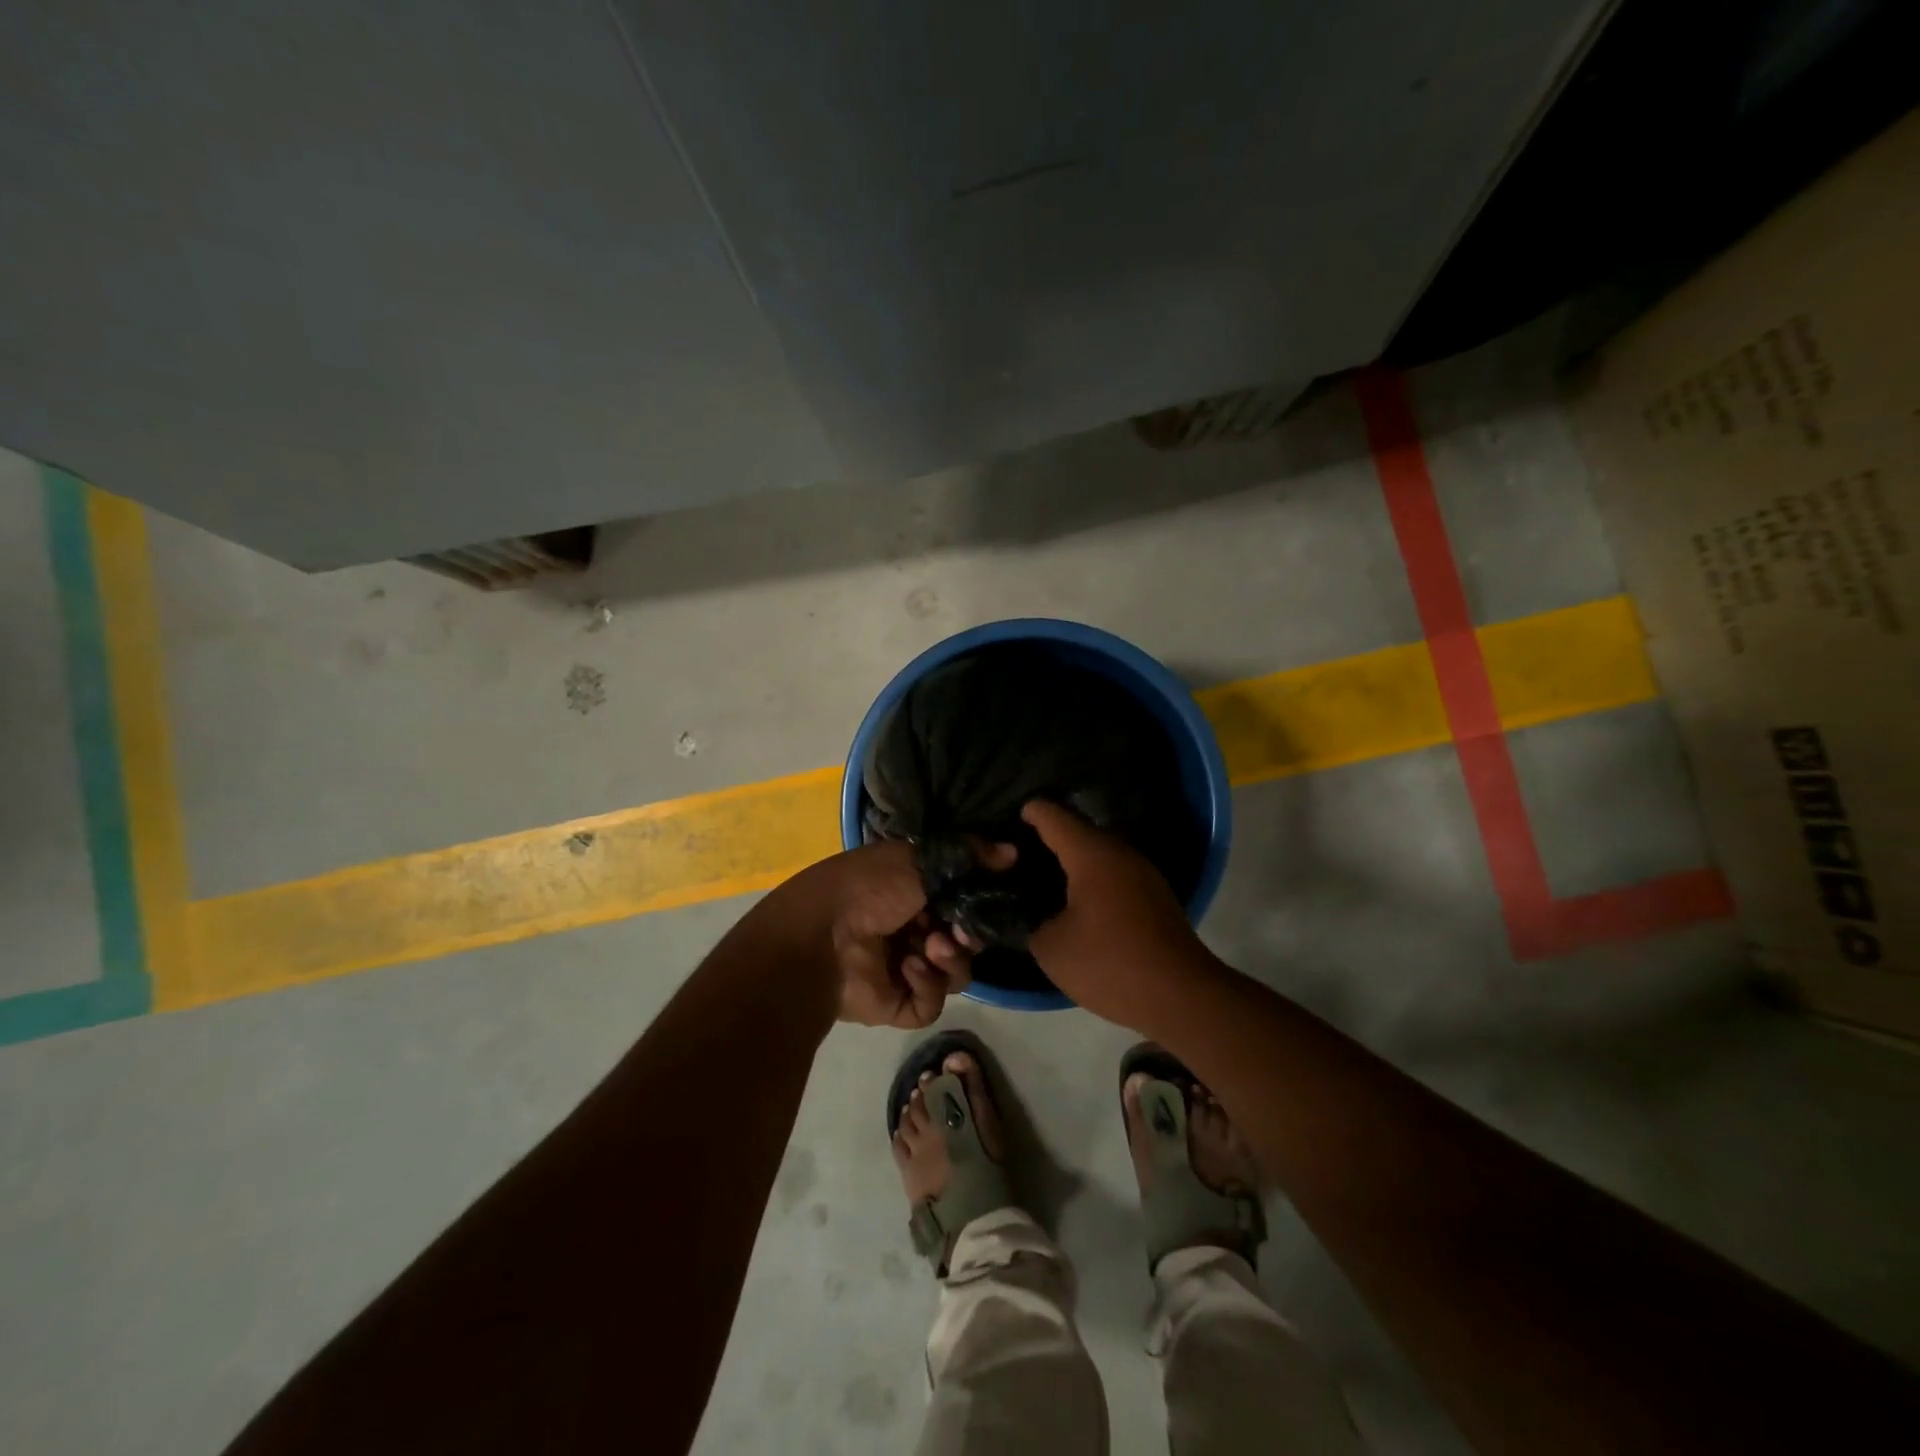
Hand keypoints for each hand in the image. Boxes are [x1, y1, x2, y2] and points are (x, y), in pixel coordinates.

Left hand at [809, 841, 975, 1027]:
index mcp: (910, 894)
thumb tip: (1013, 852)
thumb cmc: (869, 887)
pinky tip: (911, 968)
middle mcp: (910, 931)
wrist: (821, 935)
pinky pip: (931, 1003)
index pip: (960, 903)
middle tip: (958, 930)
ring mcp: (903, 969)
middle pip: (963, 941)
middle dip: (967, 936)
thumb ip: (968, 857)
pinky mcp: (896, 1003)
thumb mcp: (918, 860)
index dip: (976, 905)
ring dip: (950, 960)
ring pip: (954, 974)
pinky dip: (927, 986)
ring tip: (930, 947)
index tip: (986, 901)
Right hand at [1021, 800, 1221, 1033]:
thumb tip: (1035, 916)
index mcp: (1092, 854)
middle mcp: (1120, 854)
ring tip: (1043, 876)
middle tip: (1018, 852)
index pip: (1053, 817)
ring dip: (1073, 862)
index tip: (1011, 814)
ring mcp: (1143, 875)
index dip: (1030, 812)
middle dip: (1049, 838)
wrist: (1182, 996)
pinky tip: (1076, 903)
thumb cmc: (1110, 963)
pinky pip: (1114, 876)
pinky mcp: (1155, 898)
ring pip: (1099, 855)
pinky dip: (1092, 882)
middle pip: (1078, 832)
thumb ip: (1033, 923)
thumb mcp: (1052, 948)